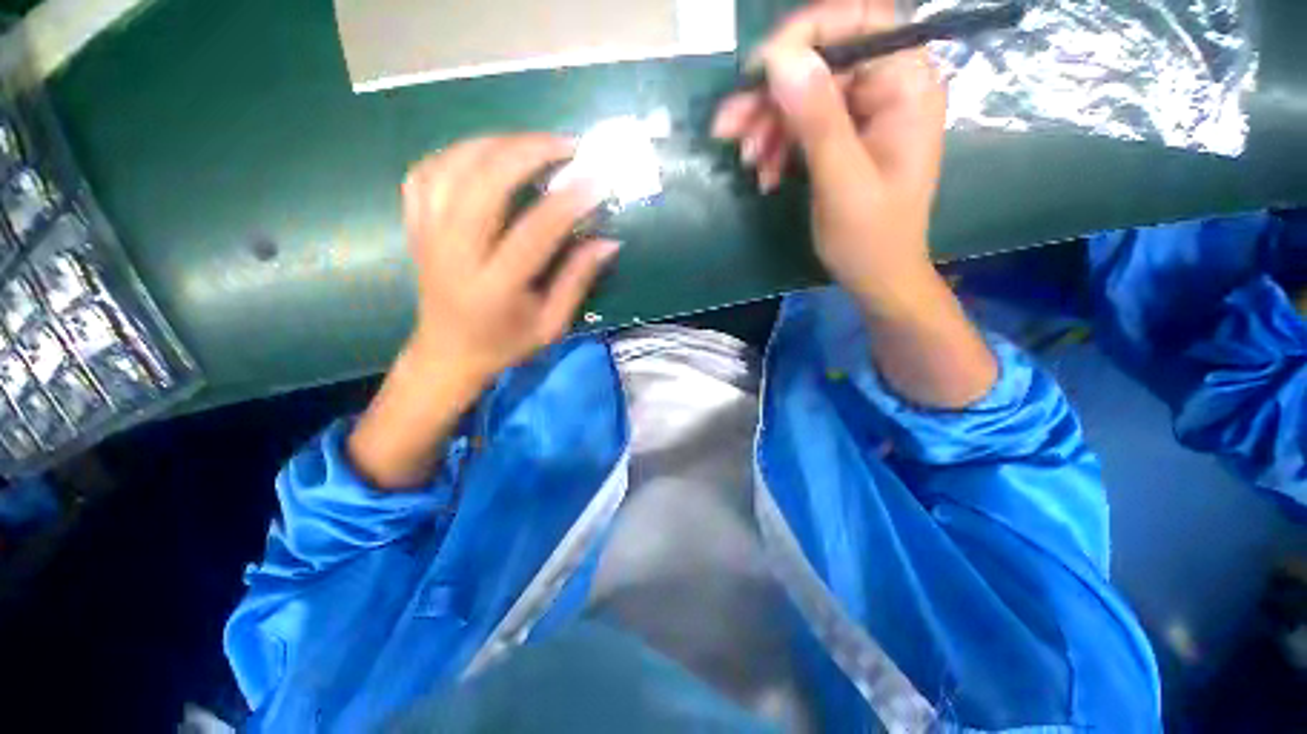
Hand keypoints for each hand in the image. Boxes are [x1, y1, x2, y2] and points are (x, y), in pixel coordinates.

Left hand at [403, 134, 617, 385]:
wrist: (448, 354)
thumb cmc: (506, 344)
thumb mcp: (552, 324)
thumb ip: (578, 280)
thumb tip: (608, 242)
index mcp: (495, 287)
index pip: (533, 233)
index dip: (567, 202)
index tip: (597, 180)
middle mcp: (455, 254)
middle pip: (483, 183)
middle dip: (528, 151)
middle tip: (566, 145)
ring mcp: (429, 236)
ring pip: (452, 167)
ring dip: (495, 143)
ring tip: (532, 143)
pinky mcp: (416, 227)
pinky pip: (426, 172)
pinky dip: (456, 152)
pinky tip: (484, 154)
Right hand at [715, 1, 995, 406]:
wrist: (876, 276)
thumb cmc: (869, 238)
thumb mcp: (842, 181)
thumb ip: (817, 119)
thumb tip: (782, 59)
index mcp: (906, 87)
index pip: (860, 22)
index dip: (807, 35)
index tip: (760, 70)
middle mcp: (888, 88)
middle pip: (822, 62)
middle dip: (772, 94)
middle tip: (728, 126)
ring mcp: (864, 114)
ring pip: (805, 95)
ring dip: (767, 124)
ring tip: (745, 159)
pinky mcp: (844, 138)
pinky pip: (803, 125)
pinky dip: (777, 145)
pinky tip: (764, 173)